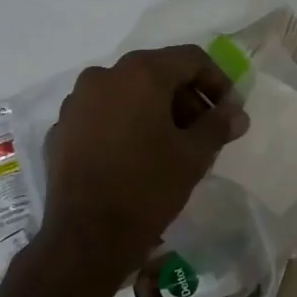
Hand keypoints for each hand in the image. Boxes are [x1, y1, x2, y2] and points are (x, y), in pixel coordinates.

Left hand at [41, 46, 248, 273]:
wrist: (87, 237)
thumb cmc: (148, 188)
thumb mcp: (194, 156)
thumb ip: (218, 125)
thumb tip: (236, 112)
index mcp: (139, 74)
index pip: (190, 59)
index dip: (217, 82)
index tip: (229, 113)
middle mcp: (102, 76)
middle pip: (156, 73)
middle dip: (185, 98)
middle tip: (204, 132)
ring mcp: (75, 103)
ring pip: (126, 94)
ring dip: (154, 111)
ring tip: (171, 147)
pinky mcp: (60, 131)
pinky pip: (101, 116)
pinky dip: (123, 126)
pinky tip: (134, 158)